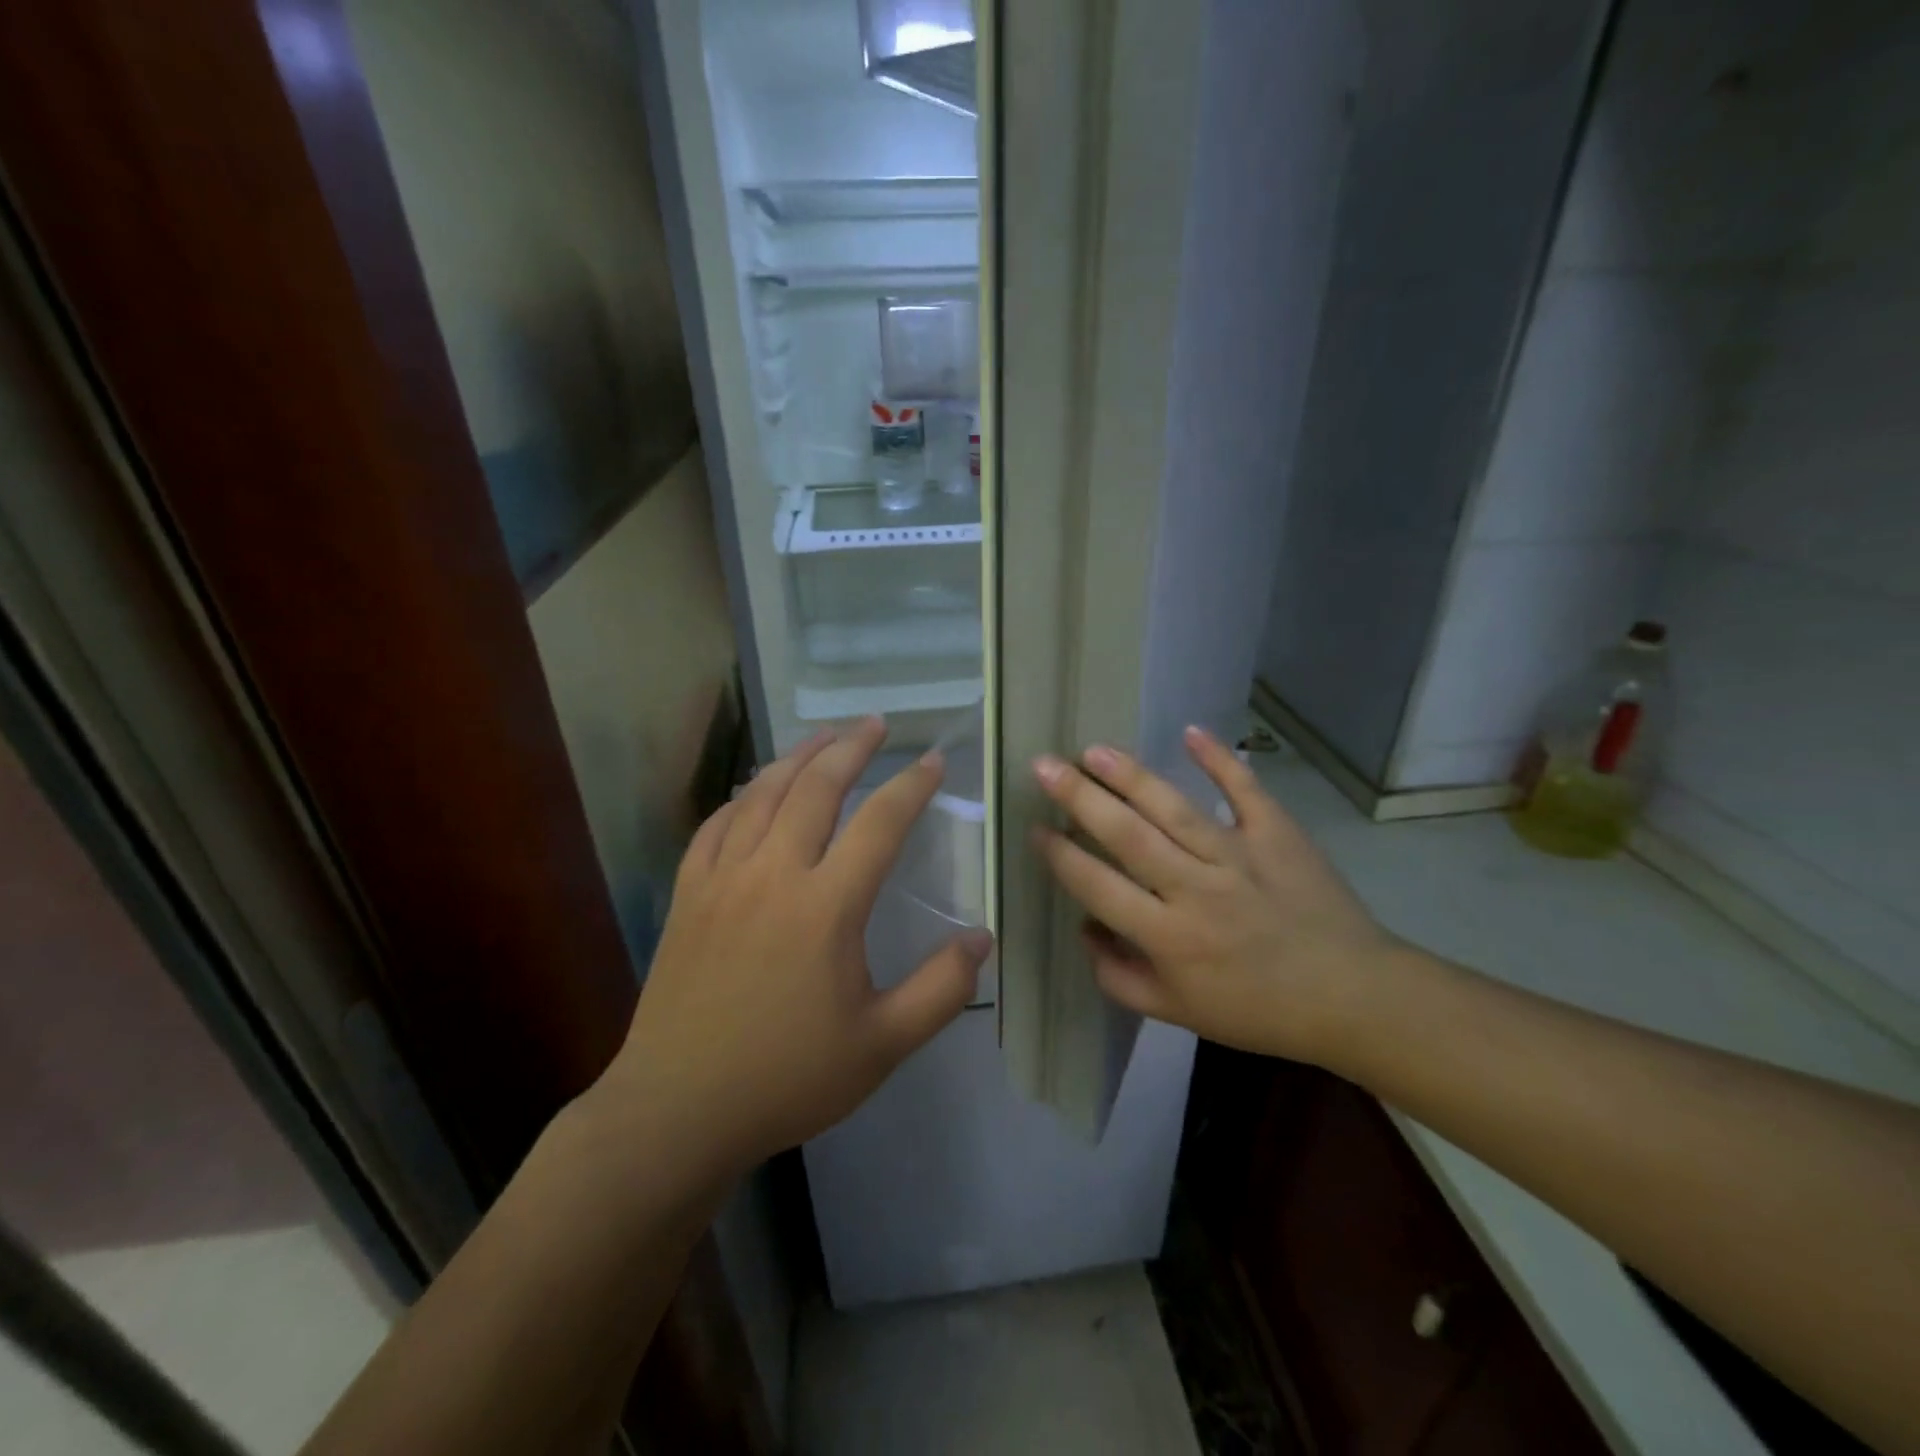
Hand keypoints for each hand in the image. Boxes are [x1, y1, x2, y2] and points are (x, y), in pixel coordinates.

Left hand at [601, 717, 990, 1179]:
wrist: (677, 1110)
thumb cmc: (787, 1077)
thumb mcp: (882, 1046)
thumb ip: (940, 990)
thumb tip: (982, 938)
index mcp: (826, 907)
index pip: (879, 824)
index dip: (912, 786)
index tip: (935, 761)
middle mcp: (773, 874)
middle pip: (816, 788)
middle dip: (851, 748)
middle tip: (875, 724)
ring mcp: (723, 879)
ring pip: (763, 794)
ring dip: (798, 758)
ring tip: (824, 737)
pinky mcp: (688, 894)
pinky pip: (716, 824)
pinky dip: (742, 796)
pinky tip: (756, 789)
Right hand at [1031, 726, 1400, 1064]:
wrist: (1351, 998)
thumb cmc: (1256, 1010)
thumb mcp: (1177, 1014)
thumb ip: (1119, 977)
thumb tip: (1085, 930)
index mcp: (1168, 936)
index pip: (1099, 887)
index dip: (1060, 856)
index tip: (1034, 827)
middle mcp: (1196, 889)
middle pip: (1128, 836)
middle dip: (1080, 798)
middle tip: (1044, 766)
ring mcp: (1239, 856)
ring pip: (1175, 809)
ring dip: (1131, 776)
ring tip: (1094, 750)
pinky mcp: (1278, 834)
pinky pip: (1245, 790)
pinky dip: (1220, 759)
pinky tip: (1190, 732)